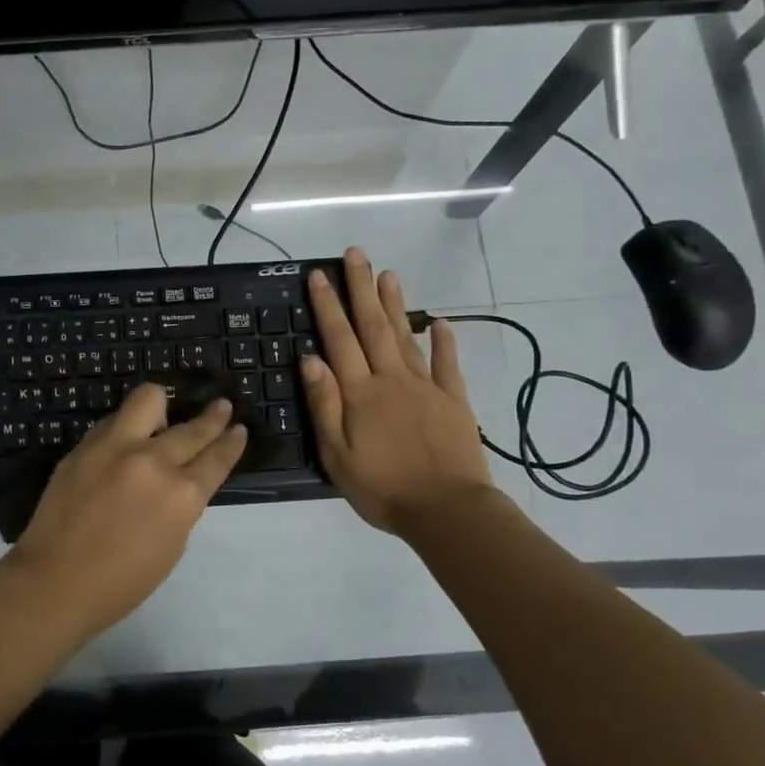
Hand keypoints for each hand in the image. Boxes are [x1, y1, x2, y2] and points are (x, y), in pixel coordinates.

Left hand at [11, 384, 247, 627]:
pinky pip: (114, 421)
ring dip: (163, 407)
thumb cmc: (121, 582)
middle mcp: (154, 461)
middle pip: (192, 428)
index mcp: (183, 495)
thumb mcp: (171, 545)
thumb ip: (181, 505)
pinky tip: (126, 440)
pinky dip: (126, 426)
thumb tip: (179, 481)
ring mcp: (115, 447)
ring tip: (164, 415)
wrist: (54, 582)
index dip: (231, 442)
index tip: (238, 430)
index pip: (217, 457)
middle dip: (213, 418)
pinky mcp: (85, 446)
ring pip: (149, 399)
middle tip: (221, 408)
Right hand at [301, 246, 496, 535]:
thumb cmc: (382, 487)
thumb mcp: (337, 455)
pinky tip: (440, 323)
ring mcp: (426, 387)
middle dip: (361, 288)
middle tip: (356, 255)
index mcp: (361, 393)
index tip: (319, 274)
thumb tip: (310, 358)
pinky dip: (444, 342)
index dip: (328, 305)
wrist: (447, 510)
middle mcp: (392, 380)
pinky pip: (448, 365)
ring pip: (406, 337)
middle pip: (373, 327)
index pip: (339, 339)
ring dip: (395, 304)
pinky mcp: (454, 401)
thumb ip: (325, 404)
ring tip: (388, 274)